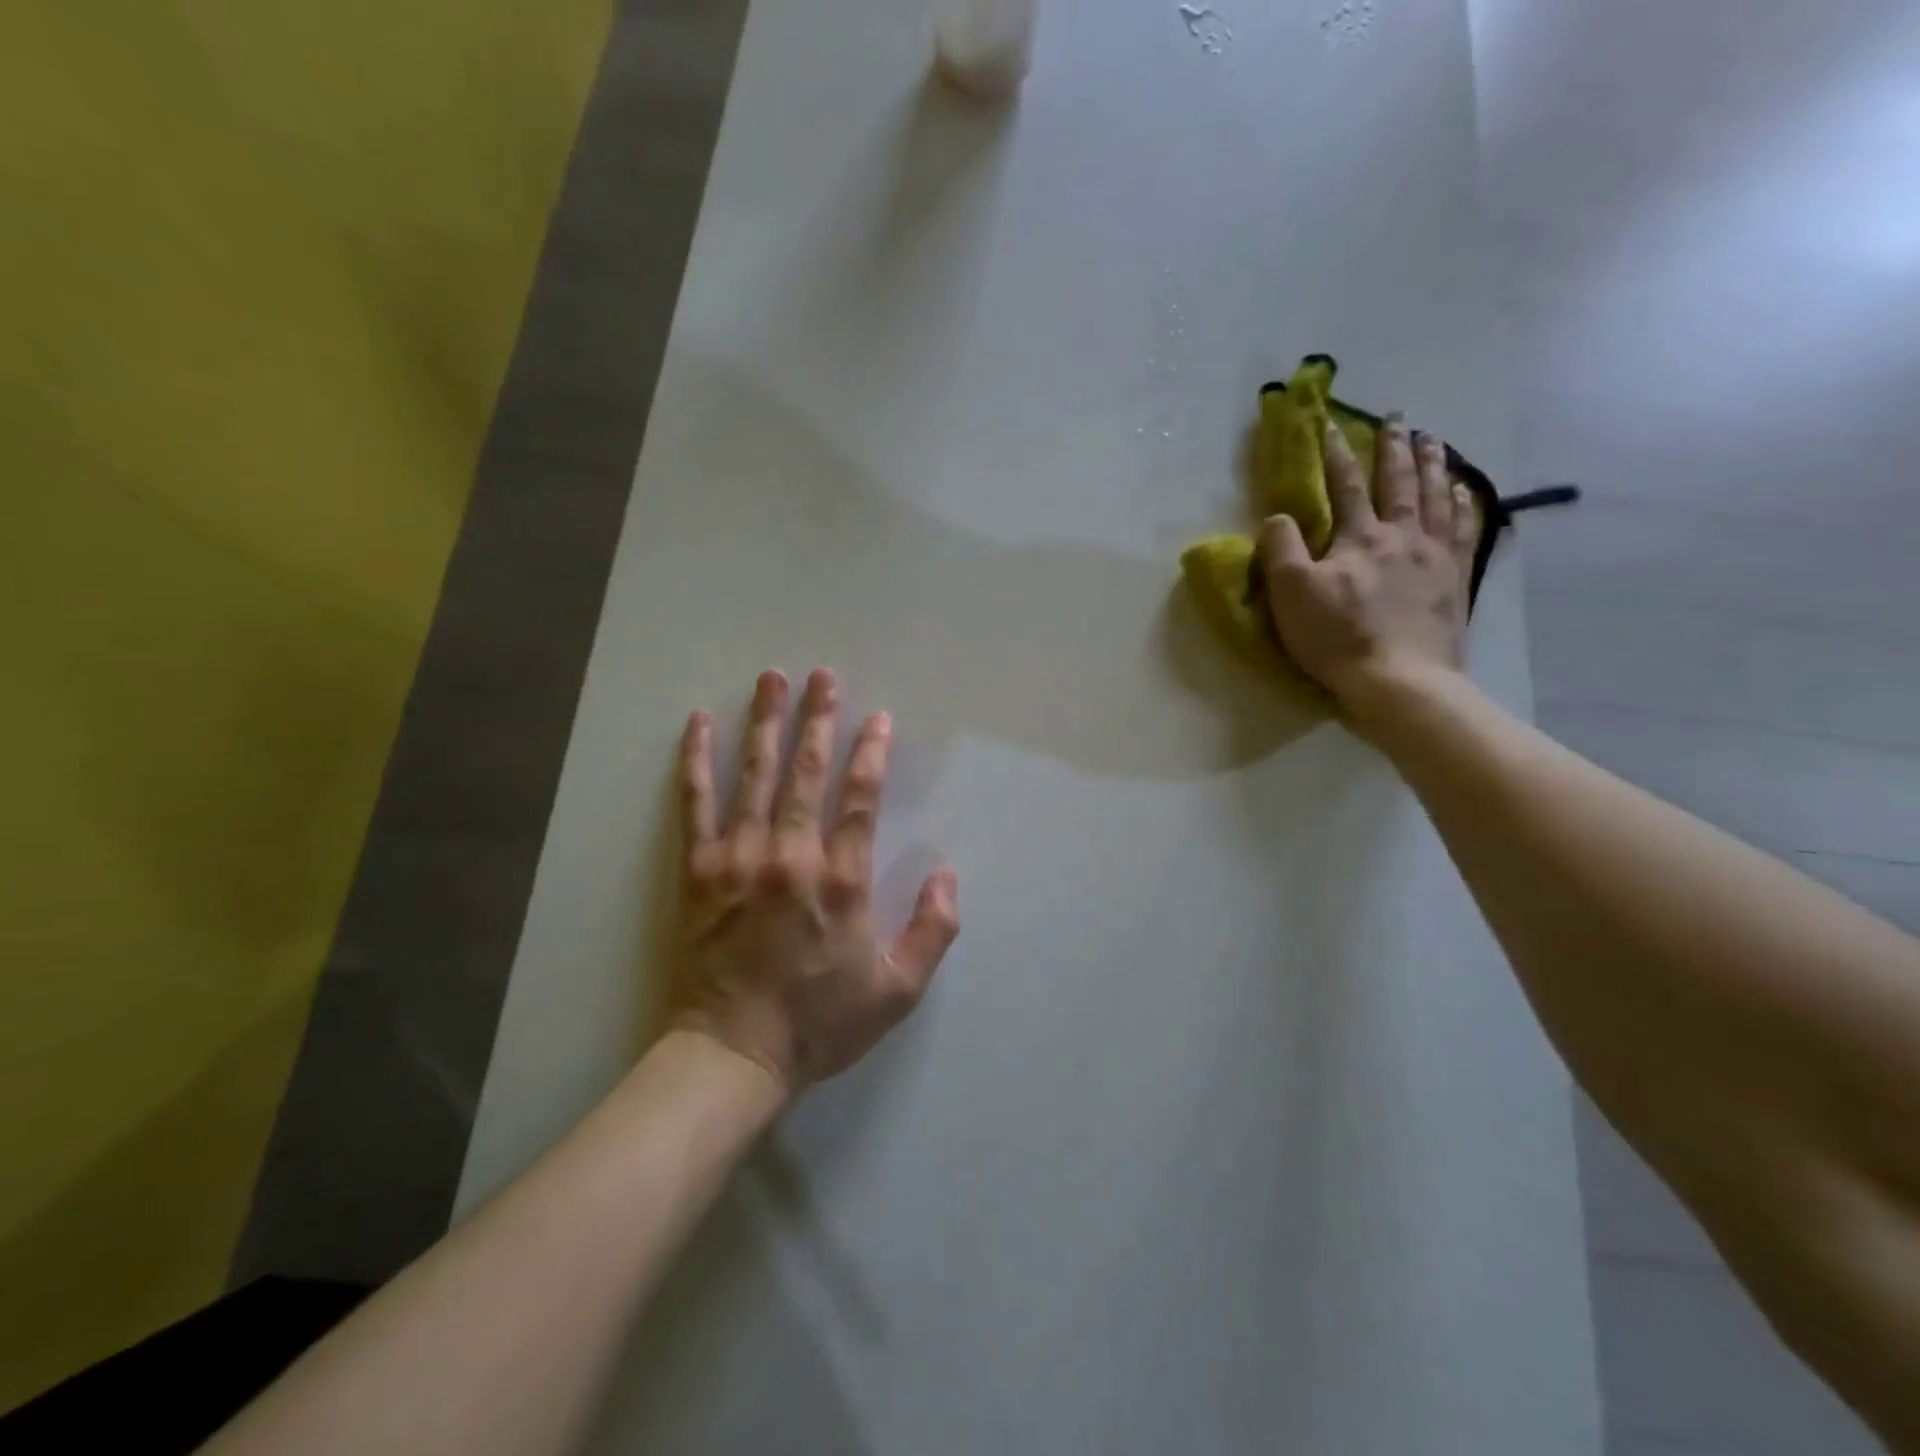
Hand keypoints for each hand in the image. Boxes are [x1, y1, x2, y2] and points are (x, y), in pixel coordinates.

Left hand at [672, 669, 960, 1093]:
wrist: (732, 1054)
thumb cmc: (819, 1022)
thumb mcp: (897, 990)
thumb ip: (932, 931)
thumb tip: (946, 874)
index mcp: (840, 880)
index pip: (861, 799)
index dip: (872, 753)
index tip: (878, 719)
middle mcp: (790, 855)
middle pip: (807, 772)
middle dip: (818, 719)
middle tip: (824, 676)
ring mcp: (738, 857)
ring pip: (755, 775)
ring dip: (766, 723)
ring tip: (772, 678)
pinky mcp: (699, 869)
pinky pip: (696, 803)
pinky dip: (698, 760)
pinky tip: (700, 723)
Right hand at [1257, 414, 1477, 734]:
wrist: (1401, 680)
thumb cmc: (1338, 638)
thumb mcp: (1291, 593)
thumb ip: (1280, 549)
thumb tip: (1277, 517)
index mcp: (1359, 537)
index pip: (1346, 486)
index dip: (1336, 455)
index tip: (1330, 426)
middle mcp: (1402, 535)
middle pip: (1399, 481)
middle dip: (1394, 447)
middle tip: (1397, 418)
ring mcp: (1436, 556)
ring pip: (1437, 496)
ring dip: (1433, 464)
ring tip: (1432, 440)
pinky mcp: (1456, 580)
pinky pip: (1465, 529)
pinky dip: (1464, 504)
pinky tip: (1464, 491)